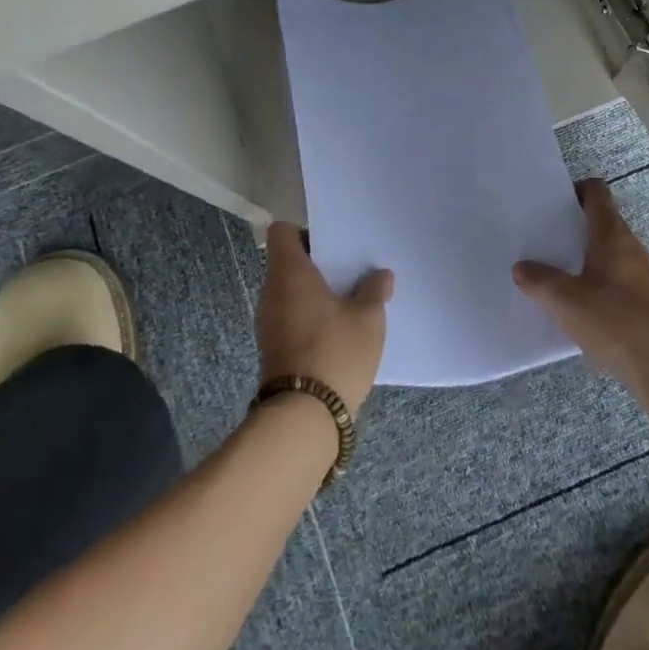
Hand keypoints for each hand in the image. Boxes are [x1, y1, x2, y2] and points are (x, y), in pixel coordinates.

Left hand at [256, 223, 392, 413]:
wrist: (304, 416)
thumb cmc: (335, 351)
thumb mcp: (368, 319)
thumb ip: (374, 291)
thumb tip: (381, 275)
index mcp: (289, 272)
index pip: (281, 232)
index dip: (304, 232)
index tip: (331, 246)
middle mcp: (271, 291)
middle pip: (287, 262)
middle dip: (316, 265)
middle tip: (348, 272)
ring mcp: (267, 322)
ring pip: (289, 291)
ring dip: (313, 293)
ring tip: (347, 302)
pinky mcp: (271, 348)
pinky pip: (289, 316)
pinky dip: (308, 316)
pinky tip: (336, 330)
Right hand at [514, 179, 648, 385]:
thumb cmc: (617, 321)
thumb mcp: (566, 300)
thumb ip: (540, 281)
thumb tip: (521, 268)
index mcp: (611, 234)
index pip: (596, 192)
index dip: (573, 190)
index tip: (549, 202)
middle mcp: (629, 248)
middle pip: (599, 223)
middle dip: (570, 227)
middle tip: (540, 237)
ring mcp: (640, 277)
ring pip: (605, 254)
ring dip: (581, 258)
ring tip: (549, 272)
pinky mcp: (644, 304)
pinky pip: (612, 282)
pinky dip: (593, 285)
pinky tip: (573, 307)